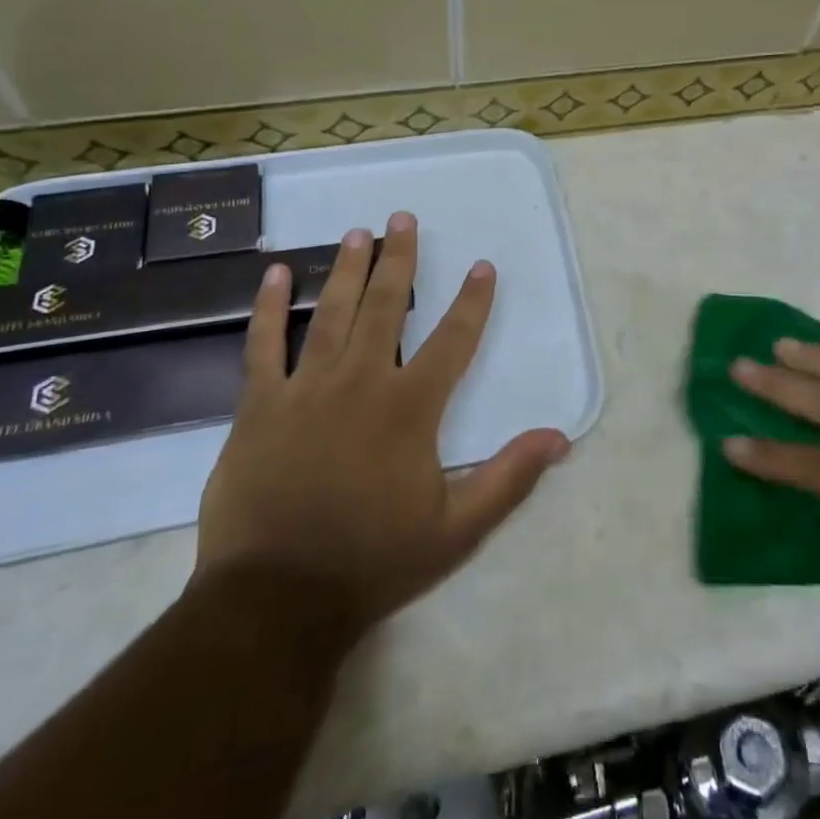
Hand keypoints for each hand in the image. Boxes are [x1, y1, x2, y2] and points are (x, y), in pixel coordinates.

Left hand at [195, 212, 570, 632]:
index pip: (453, 340)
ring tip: (358, 232)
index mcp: (410, 408)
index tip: (481, 265)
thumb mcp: (457, 529)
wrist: (276, 601)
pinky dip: (270, 306)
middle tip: (403, 217)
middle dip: (400, 259)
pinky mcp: (259, 406)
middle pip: (387, 306)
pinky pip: (263, 344)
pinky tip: (277, 272)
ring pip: (333, 313)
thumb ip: (509, 477)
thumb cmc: (373, 562)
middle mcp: (361, 382)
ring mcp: (306, 389)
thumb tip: (559, 437)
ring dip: (348, 269)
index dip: (472, 301)